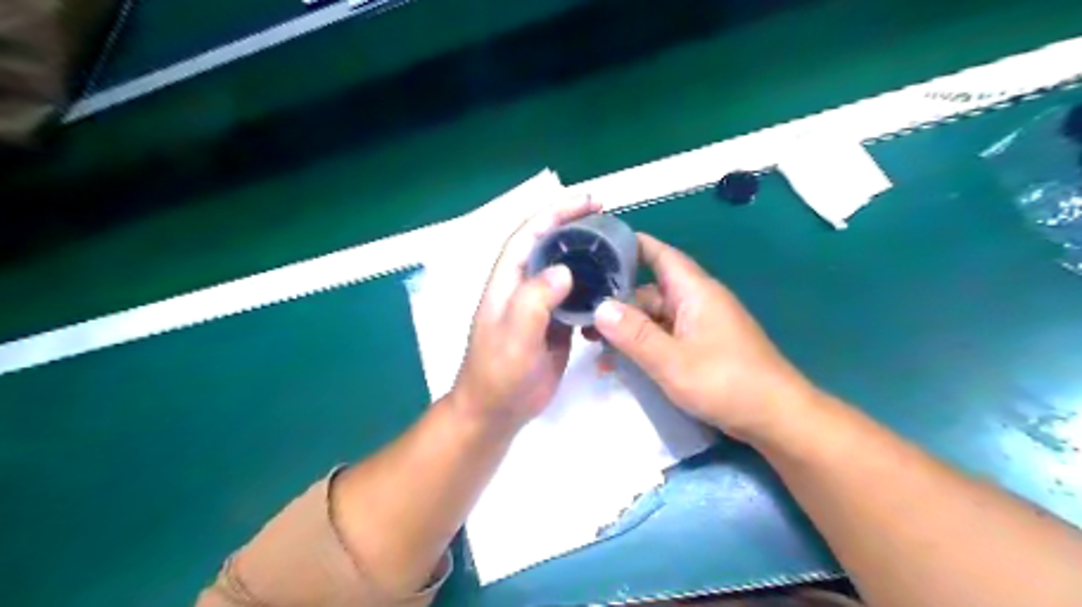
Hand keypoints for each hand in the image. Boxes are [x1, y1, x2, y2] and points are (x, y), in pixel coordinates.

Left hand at [447, 198, 600, 430]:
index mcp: (508, 281)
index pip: (530, 234)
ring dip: (588, 257)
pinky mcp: (555, 324)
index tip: (588, 202)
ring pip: (566, 270)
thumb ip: (534, 301)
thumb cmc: (499, 374)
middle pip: (549, 246)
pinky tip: (613, 288)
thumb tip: (564, 270)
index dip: (556, 213)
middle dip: (576, 227)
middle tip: (609, 219)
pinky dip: (594, 288)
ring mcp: (540, 305)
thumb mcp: (514, 337)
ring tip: (617, 249)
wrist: (498, 411)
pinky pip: (576, 298)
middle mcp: (524, 286)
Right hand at [591, 232, 819, 440]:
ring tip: (593, 344)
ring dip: (626, 328)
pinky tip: (618, 364)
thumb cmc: (726, 382)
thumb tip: (599, 307)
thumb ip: (635, 333)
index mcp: (694, 291)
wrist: (776, 418)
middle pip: (649, 290)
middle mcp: (696, 301)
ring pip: (654, 317)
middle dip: (615, 301)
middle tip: (580, 315)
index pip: (659, 254)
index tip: (595, 247)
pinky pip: (664, 337)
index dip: (629, 245)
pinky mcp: (701, 347)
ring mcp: (699, 325)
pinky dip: (642, 346)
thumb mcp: (672, 360)